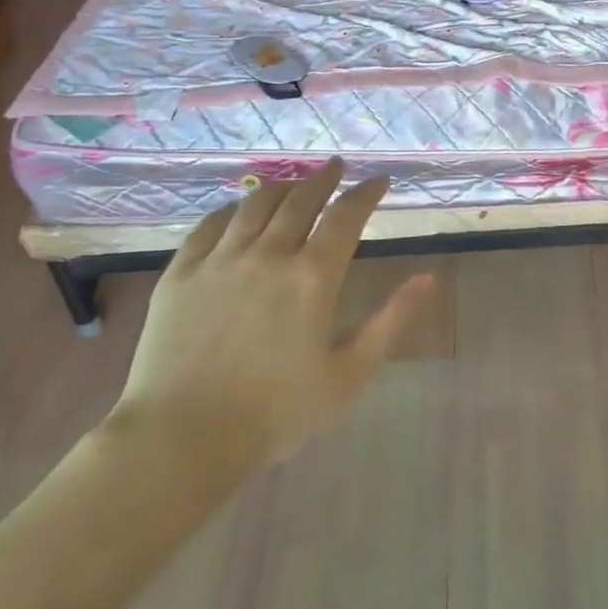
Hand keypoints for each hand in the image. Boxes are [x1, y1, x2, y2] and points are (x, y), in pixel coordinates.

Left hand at [103, 159, 433, 492]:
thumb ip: (391, 321)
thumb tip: (427, 277)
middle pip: (301, 199)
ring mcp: (220, 260)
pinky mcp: (181, 273)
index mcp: (313, 277)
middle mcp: (269, 254)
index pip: (346, 215)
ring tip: (294, 183)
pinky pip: (210, 225)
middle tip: (336, 166)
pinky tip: (238, 210)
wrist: (180, 442)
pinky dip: (231, 209)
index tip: (379, 181)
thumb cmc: (275, 414)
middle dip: (324, 178)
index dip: (366, 192)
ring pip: (256, 204)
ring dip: (282, 186)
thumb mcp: (349, 375)